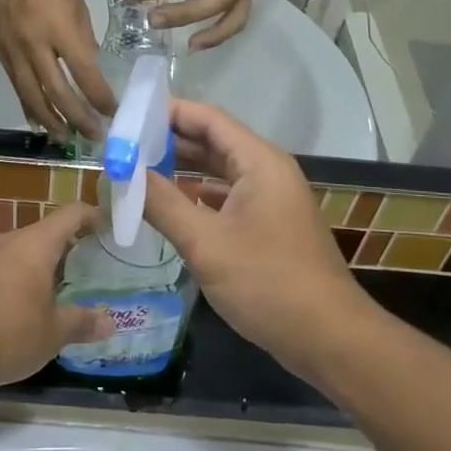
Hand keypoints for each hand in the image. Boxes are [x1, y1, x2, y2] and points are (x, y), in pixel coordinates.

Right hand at [0, 0, 115, 140]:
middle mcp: (33, 44)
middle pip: (56, 93)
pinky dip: (28, 105)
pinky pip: (15, 85)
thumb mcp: (77, 6)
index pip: (84, 74)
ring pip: (31, 95)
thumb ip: (83, 42)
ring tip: (65, 138)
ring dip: (49, 120)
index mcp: (60, 29)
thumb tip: (90, 73)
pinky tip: (38, 119)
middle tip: (92, 136)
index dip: (100, 98)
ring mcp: (12, 49)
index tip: (113, 113)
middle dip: (76, 119)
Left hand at [0, 203, 111, 388]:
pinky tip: (26, 309)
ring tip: (64, 290)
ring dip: (44, 266)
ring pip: (23, 253)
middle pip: (47, 233)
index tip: (113, 229)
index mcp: (36, 244)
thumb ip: (81, 323)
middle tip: (95, 266)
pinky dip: (21, 281)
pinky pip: (4, 270)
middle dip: (72, 247)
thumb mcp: (51, 334)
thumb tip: (110, 323)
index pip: (72, 214)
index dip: (95, 216)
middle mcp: (10, 242)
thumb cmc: (5, 331)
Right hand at [141, 100, 365, 381]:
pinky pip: (226, 200)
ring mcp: (270, 201)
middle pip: (213, 142)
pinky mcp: (268, 228)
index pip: (208, 119)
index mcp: (259, 162)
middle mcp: (267, 173)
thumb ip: (162, 203)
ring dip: (181, 171)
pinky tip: (168, 208)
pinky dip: (196, 199)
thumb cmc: (267, 282)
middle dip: (169, 142)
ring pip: (219, 173)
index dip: (167, 112)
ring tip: (137, 172)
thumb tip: (123, 172)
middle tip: (123, 146)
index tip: (127, 116)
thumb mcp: (206, 243)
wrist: (328, 338)